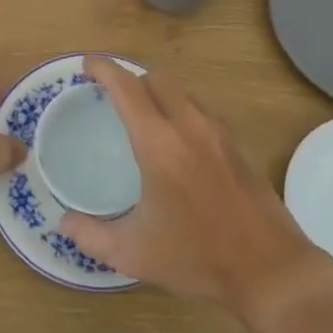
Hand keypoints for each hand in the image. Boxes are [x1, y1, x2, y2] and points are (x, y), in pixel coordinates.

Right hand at [59, 57, 330, 314]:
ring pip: (181, 91)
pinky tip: (176, 140)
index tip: (86, 65)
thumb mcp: (133, 253)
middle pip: (155, 78)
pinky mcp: (235, 144)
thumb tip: (63, 221)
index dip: (103, 69)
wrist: (269, 268)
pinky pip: (200, 109)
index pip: (126, 88)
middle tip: (110, 95)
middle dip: (130, 78)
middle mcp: (188, 125)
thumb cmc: (197, 256)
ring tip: (141, 115)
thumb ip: (90, 235)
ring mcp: (217, 132)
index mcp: (159, 143)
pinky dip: (180, 109)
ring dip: (157, 93)